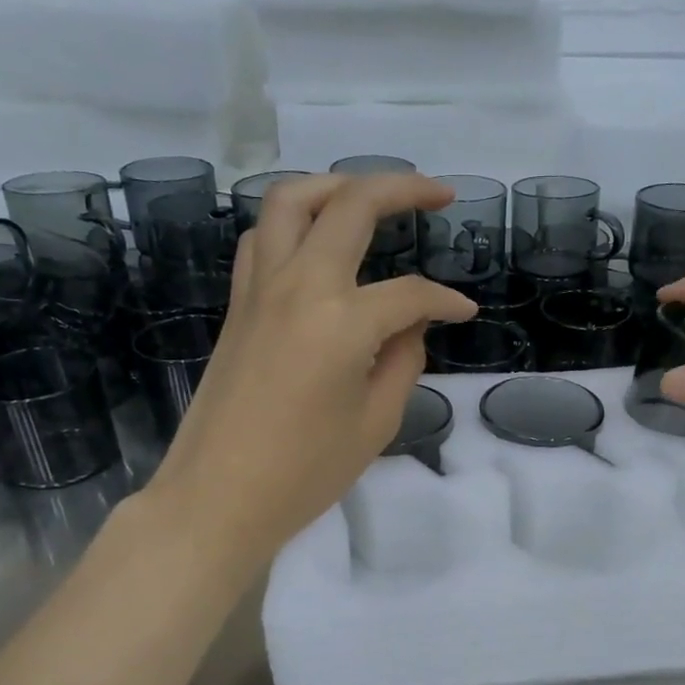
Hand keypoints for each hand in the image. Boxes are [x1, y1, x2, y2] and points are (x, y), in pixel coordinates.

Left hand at [131, 173, 475, 567]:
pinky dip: (295, 221)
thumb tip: (411, 323)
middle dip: (402, 189)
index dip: (446, 301)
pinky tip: (317, 241)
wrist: (217, 497)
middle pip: (351, 206)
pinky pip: (264, 237)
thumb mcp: (376, 421)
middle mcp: (298, 285)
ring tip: (370, 198)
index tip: (466, 314)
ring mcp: (259, 288)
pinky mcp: (237, 303)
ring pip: (291, 201)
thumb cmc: (305, 472)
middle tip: (438, 193)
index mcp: (341, 320)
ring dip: (336, 186)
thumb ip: (404, 360)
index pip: (410, 294)